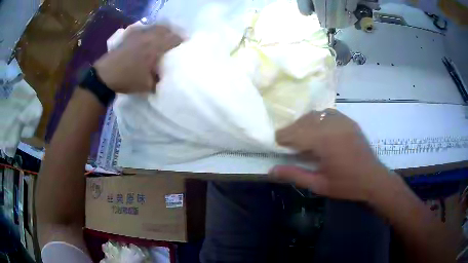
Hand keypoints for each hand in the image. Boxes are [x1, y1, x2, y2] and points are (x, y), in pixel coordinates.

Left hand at [94, 24, 181, 92]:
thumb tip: (165, 78)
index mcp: (155, 48)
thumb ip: (159, 80)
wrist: (105, 76)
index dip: (181, 42)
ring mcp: (138, 34)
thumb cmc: (127, 79)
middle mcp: (148, 37)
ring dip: (162, 31)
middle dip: (173, 34)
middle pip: (166, 29)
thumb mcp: (146, 85)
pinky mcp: (129, 35)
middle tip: (175, 42)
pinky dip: (148, 31)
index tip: (184, 47)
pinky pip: (143, 29)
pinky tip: (147, 36)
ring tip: (163, 38)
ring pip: (155, 27)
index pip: (174, 39)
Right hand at [270, 109, 390, 201]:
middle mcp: (333, 126)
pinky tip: (318, 129)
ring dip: (304, 123)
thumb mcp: (319, 185)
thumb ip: (294, 175)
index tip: (276, 144)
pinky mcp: (349, 121)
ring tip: (301, 136)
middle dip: (292, 130)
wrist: (373, 179)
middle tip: (287, 142)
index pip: (296, 133)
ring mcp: (343, 121)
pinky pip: (328, 113)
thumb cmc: (346, 185)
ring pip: (316, 114)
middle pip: (305, 121)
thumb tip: (271, 171)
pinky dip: (318, 118)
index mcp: (325, 142)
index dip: (283, 137)